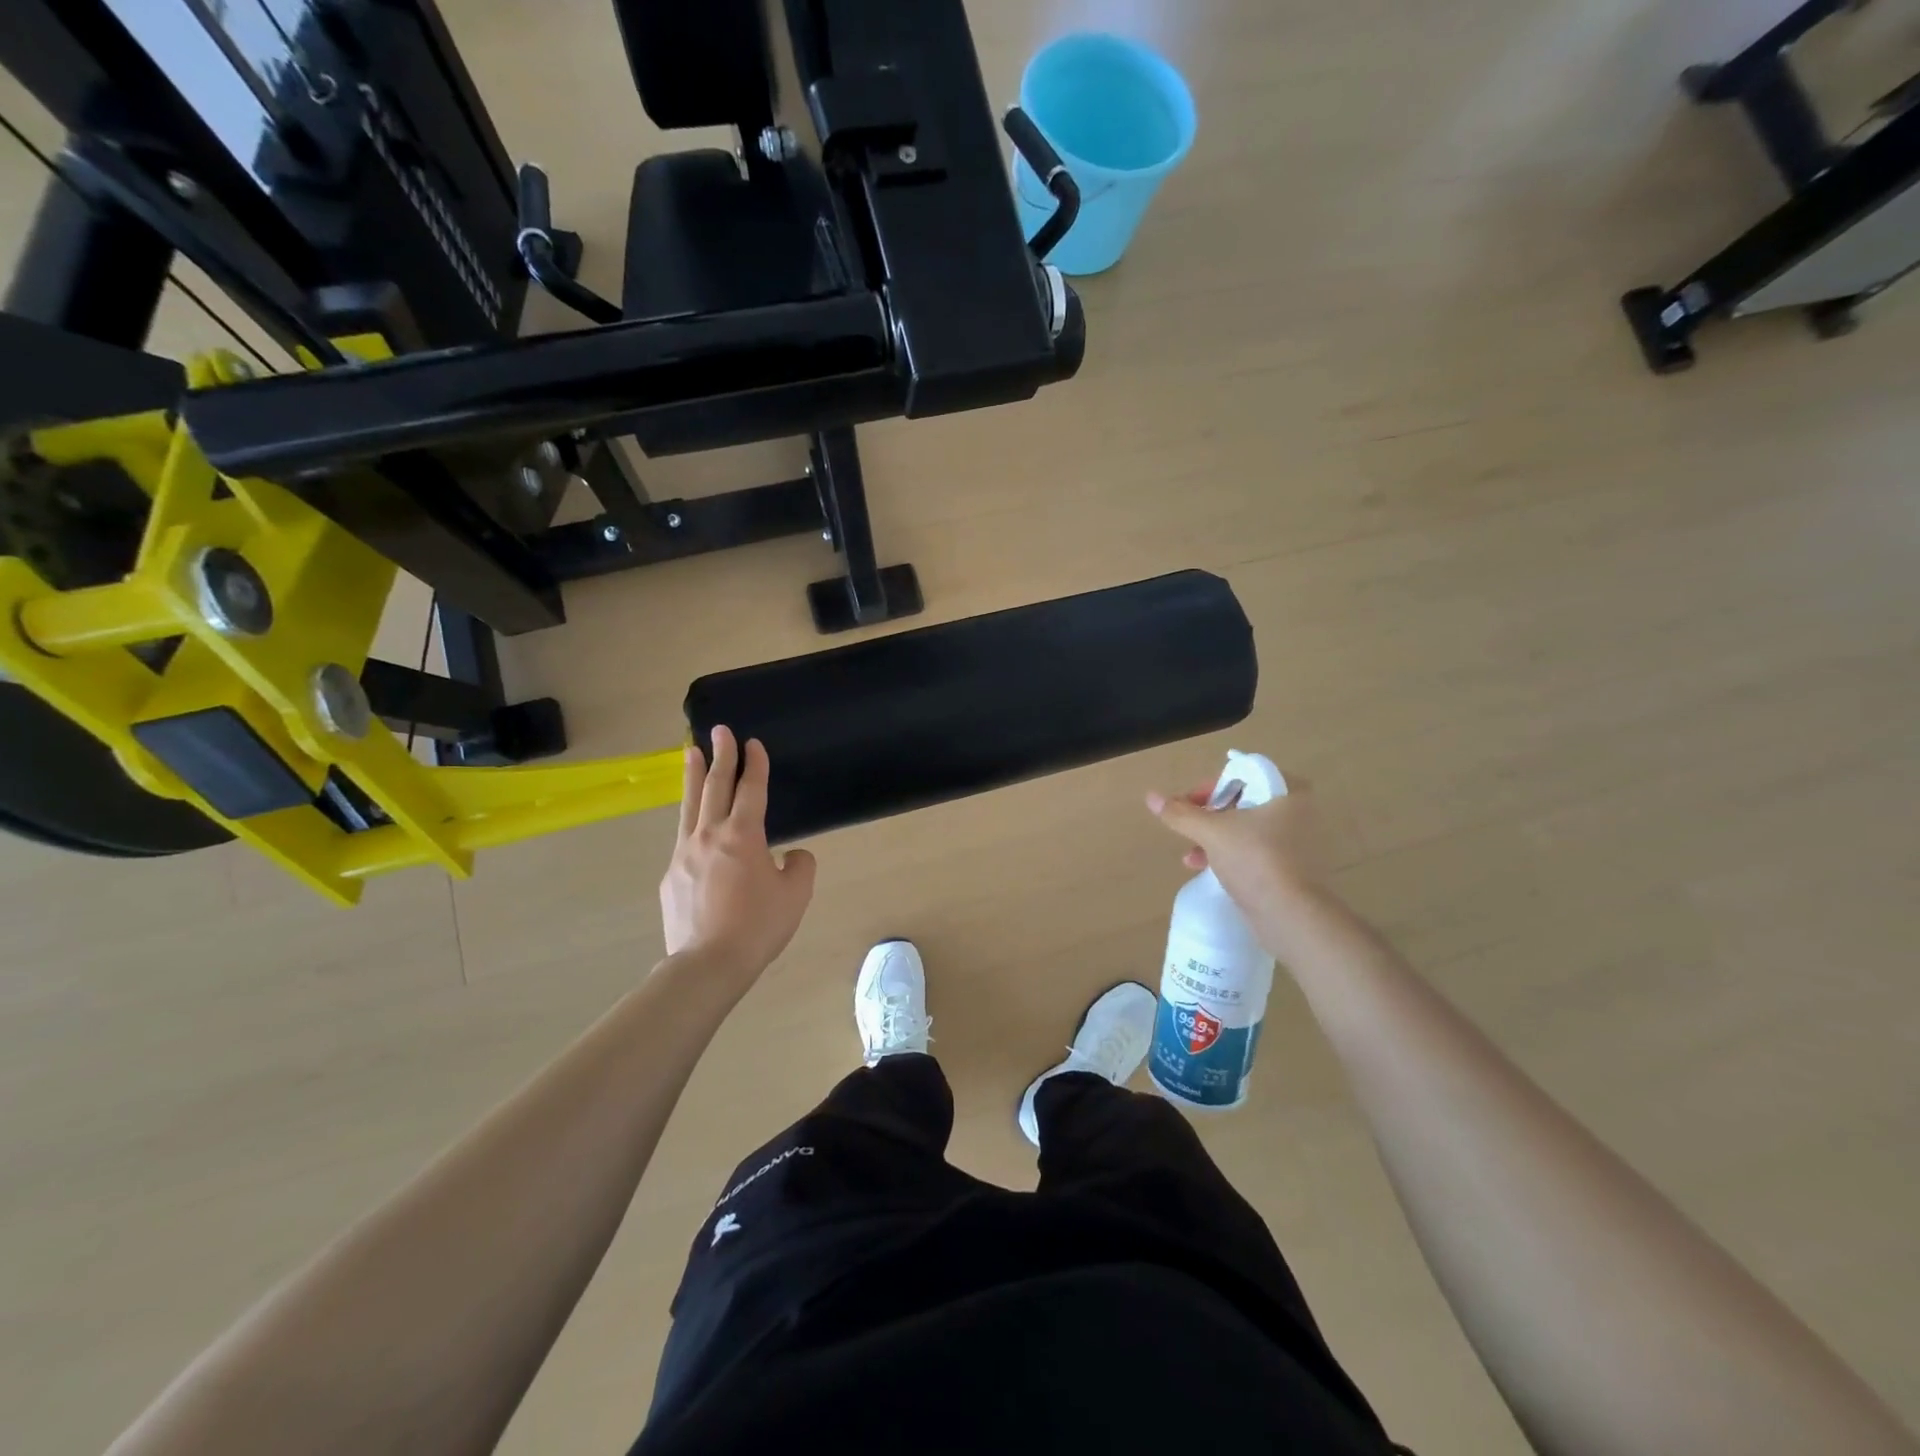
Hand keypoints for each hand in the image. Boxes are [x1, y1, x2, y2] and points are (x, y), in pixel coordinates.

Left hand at [660, 726, 815, 983]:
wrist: (707, 964)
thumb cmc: (758, 926)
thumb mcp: (796, 895)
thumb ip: (799, 867)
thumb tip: (790, 856)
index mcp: (743, 835)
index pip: (751, 789)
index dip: (754, 763)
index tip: (753, 742)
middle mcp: (710, 835)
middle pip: (715, 786)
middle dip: (721, 755)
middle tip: (719, 730)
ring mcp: (684, 854)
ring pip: (690, 805)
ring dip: (693, 776)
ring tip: (691, 753)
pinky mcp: (671, 876)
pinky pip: (683, 839)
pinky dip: (690, 821)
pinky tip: (693, 825)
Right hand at [1146, 771, 1328, 917]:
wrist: (1291, 915)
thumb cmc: (1255, 860)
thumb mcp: (1211, 832)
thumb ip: (1180, 814)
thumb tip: (1150, 796)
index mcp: (1288, 791)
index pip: (1242, 774)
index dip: (1210, 786)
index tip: (1188, 803)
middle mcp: (1297, 811)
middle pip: (1241, 801)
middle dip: (1208, 815)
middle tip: (1187, 826)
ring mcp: (1296, 841)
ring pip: (1245, 828)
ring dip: (1213, 836)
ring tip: (1190, 854)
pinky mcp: (1290, 867)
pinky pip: (1253, 850)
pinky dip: (1228, 853)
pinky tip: (1204, 867)